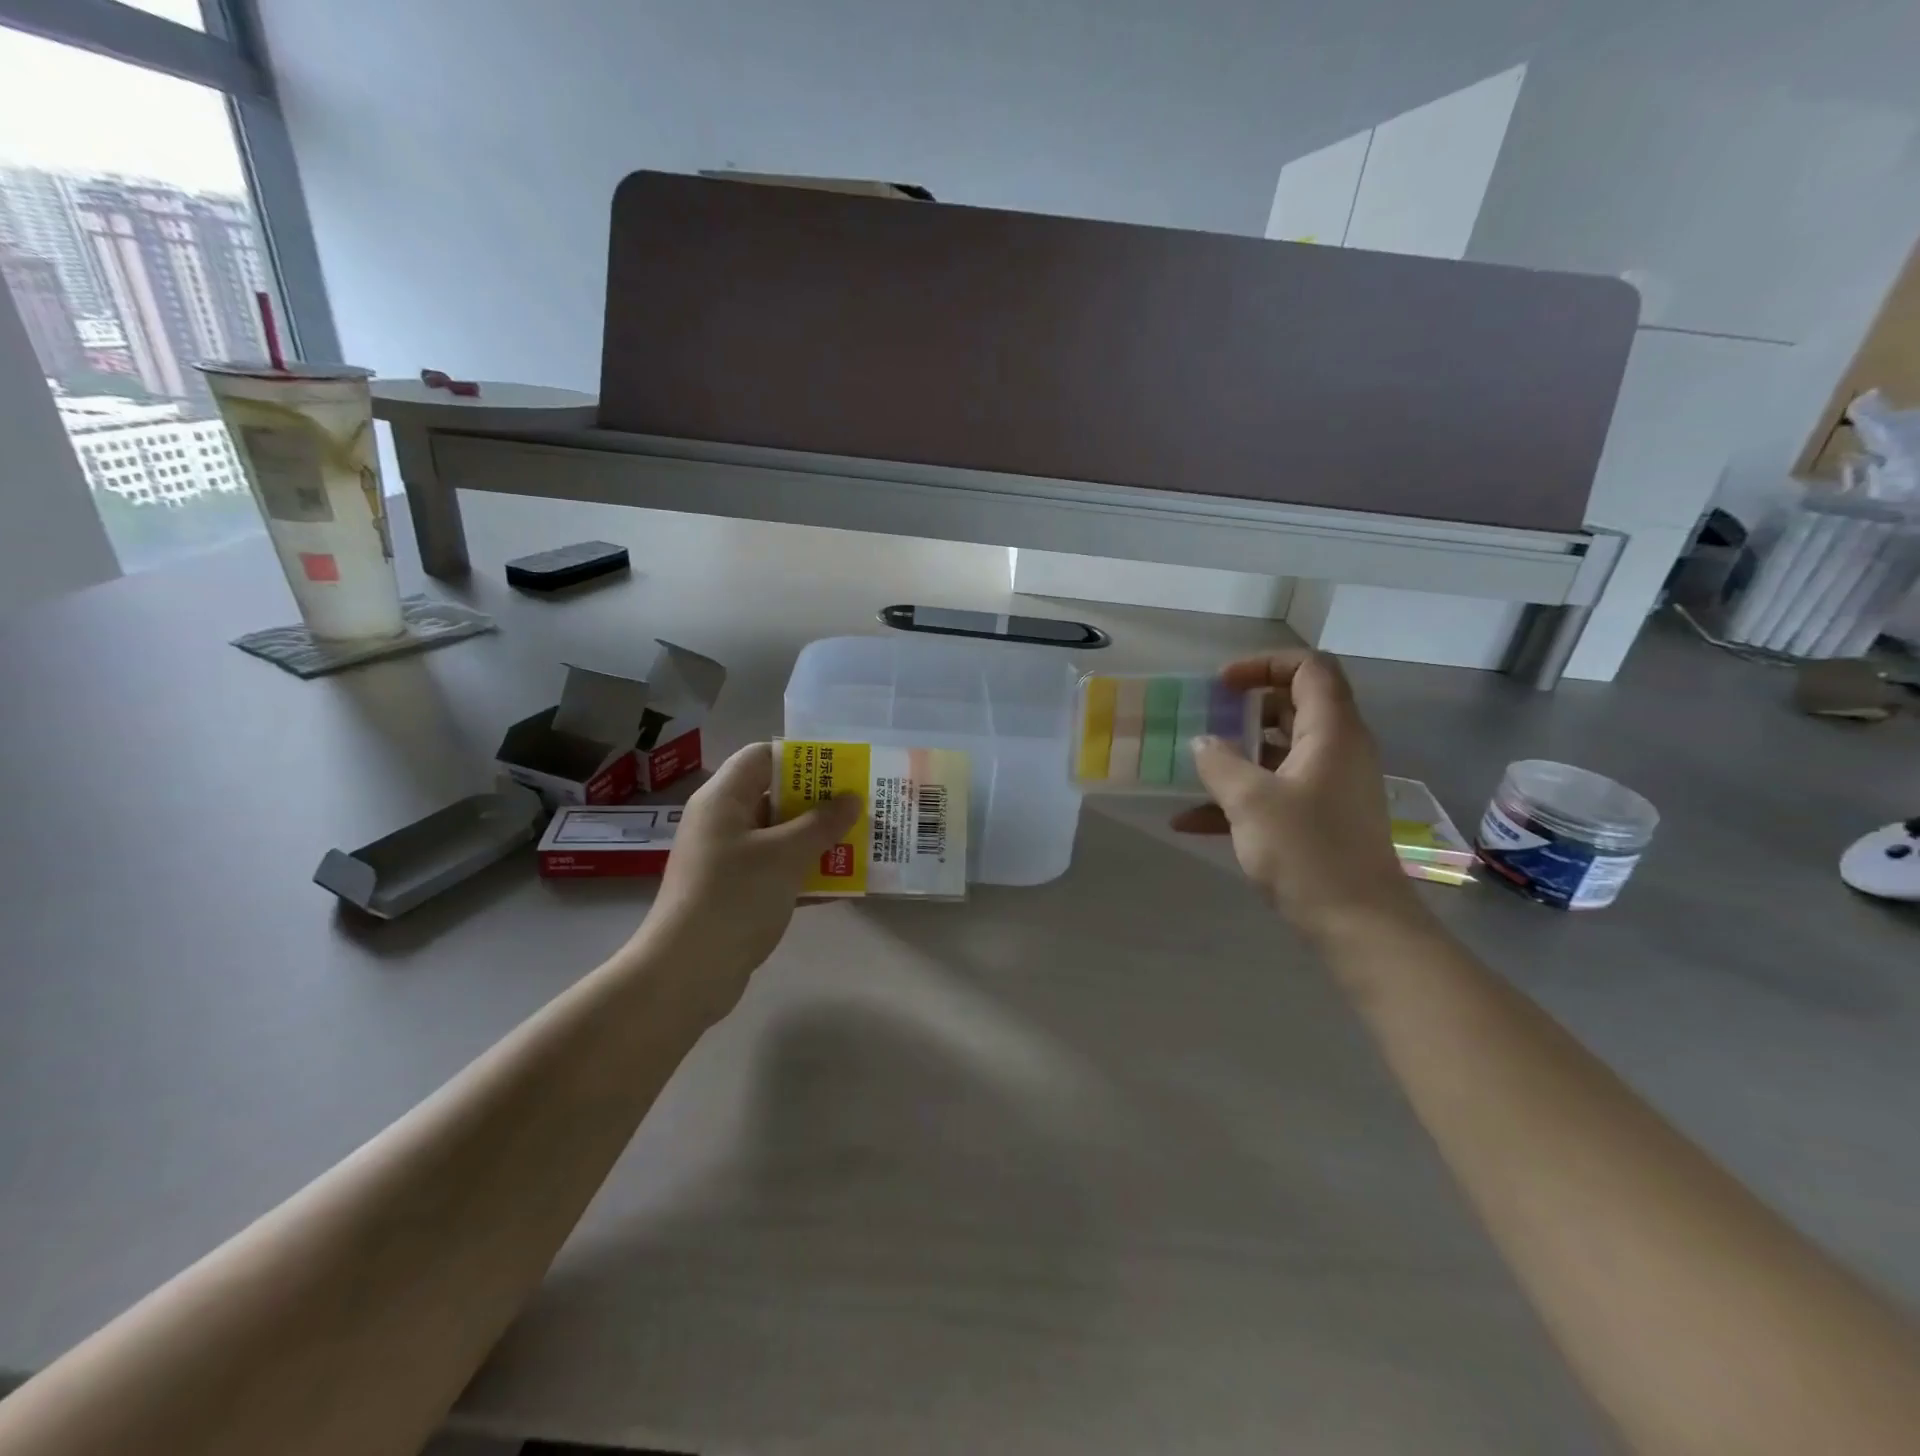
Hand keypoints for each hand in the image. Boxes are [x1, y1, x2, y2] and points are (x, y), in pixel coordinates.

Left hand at [629, 742, 861, 1021]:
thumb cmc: (734, 897)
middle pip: (775, 795)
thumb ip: (822, 823)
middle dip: (819, 801)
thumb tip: (852, 799)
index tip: (843, 768)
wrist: (687, 973)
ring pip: (780, 836)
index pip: (762, 756)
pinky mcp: (736, 893)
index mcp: (724, 799)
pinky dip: (807, 872)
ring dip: (818, 838)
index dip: (802, 757)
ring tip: (862, 841)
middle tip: (862, 805)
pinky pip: (778, 870)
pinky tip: (844, 882)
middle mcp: (723, 822)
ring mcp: (728, 859)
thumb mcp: (785, 854)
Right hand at [1172, 651, 1422, 941]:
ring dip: (1235, 756)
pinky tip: (1189, 821)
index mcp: (1332, 732)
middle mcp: (1337, 751)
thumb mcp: (1251, 801)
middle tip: (1204, 719)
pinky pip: (1275, 792)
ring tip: (1190, 767)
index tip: (1222, 685)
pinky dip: (1239, 797)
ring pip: (1279, 752)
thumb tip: (1203, 742)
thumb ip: (1220, 763)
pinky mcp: (1320, 819)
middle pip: (1293, 707)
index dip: (1264, 665)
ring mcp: (1329, 787)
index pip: (1309, 668)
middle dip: (1244, 710)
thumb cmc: (1308, 851)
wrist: (1358, 925)